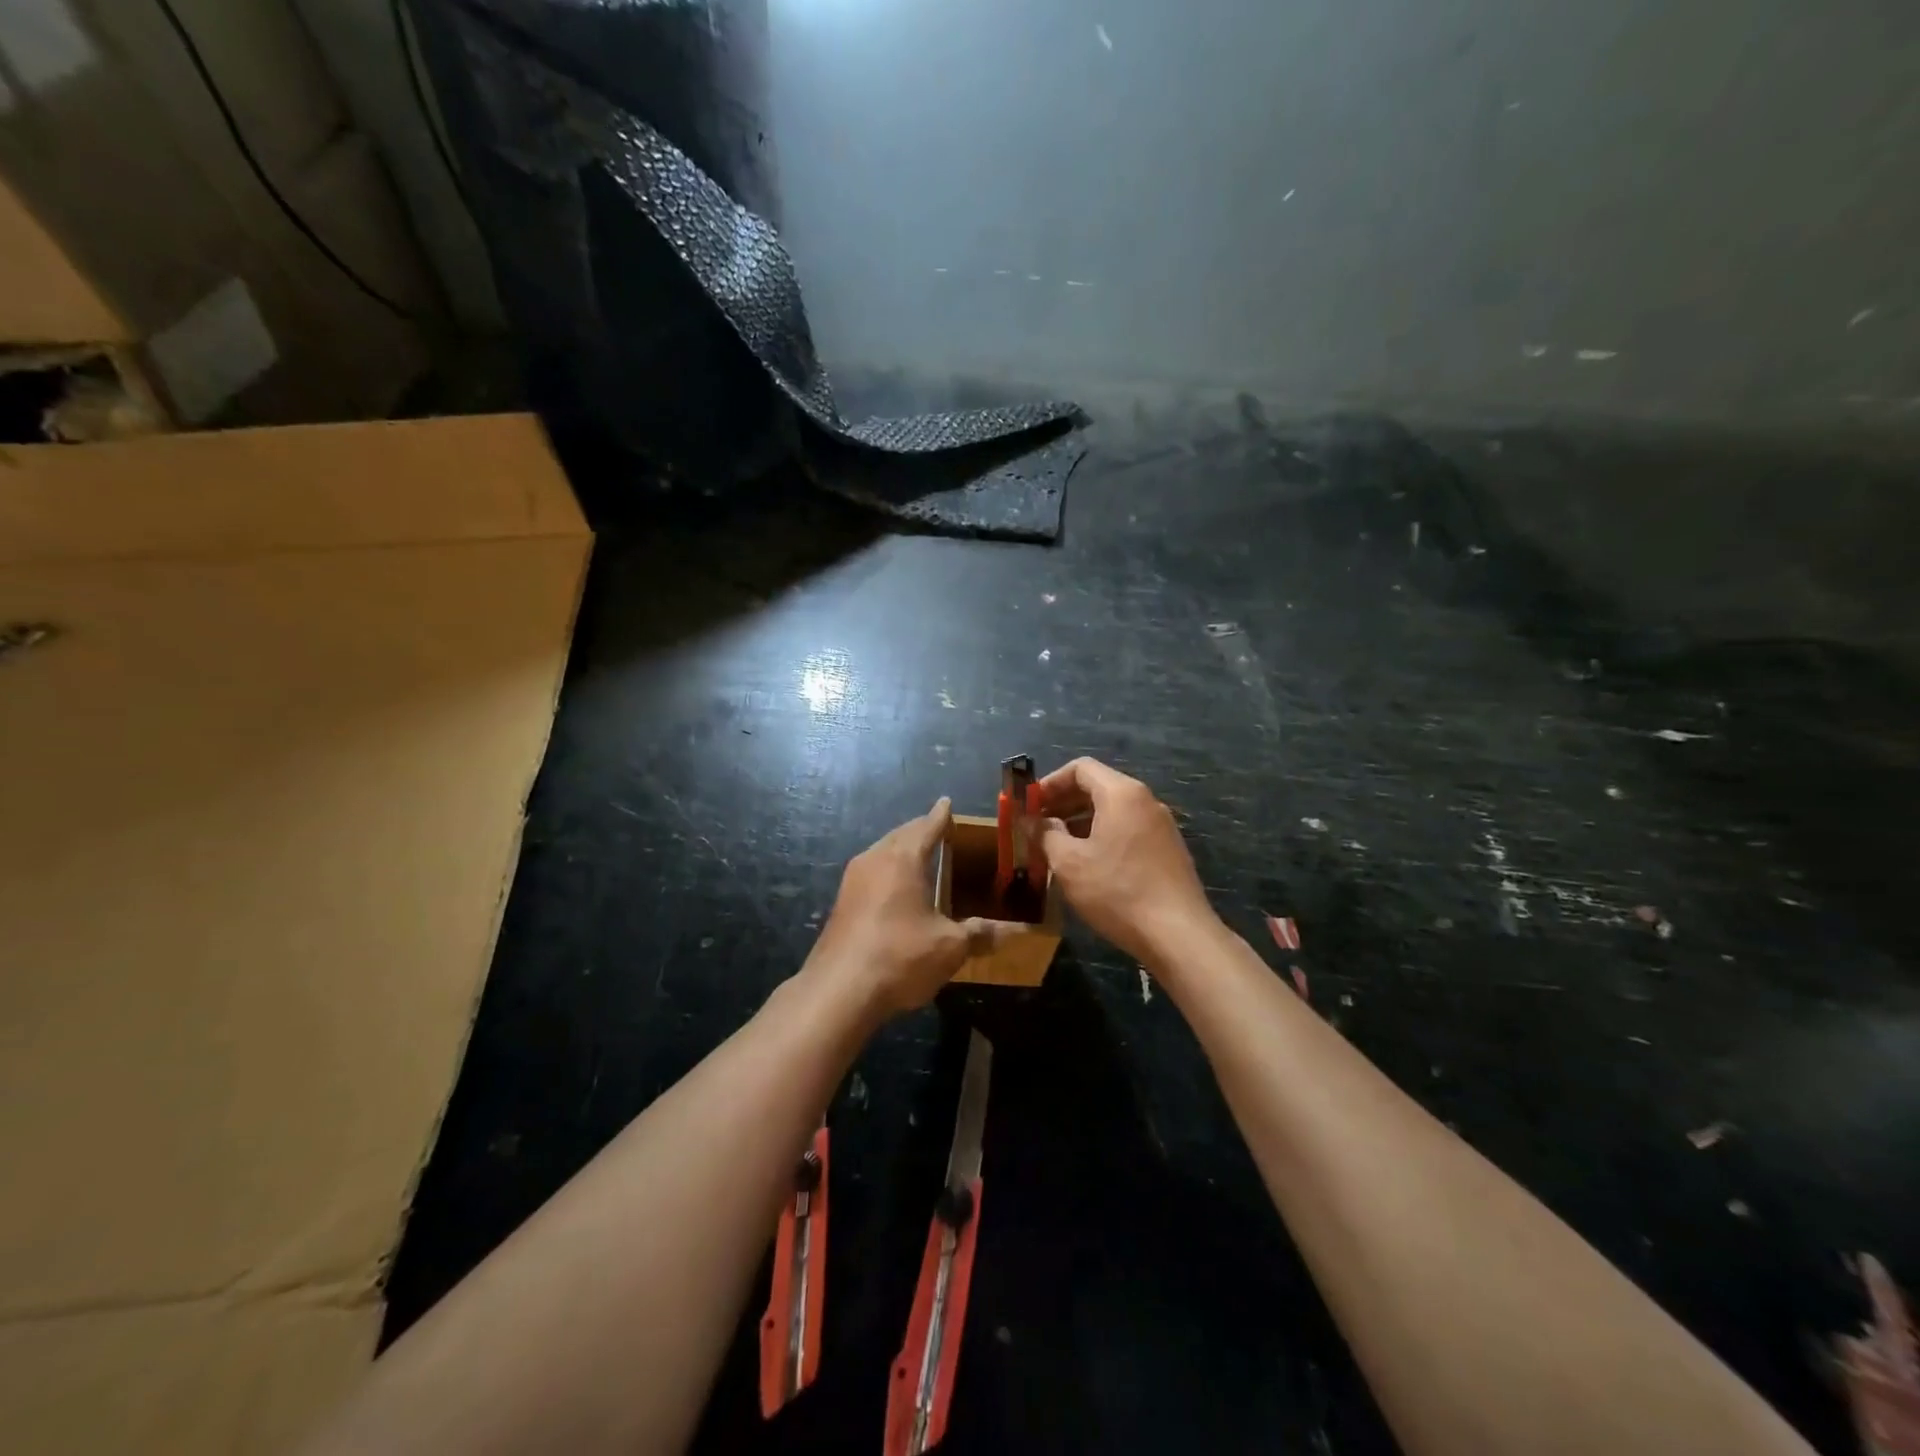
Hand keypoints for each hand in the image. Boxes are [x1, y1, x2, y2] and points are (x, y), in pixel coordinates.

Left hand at [808, 799, 1012, 1019]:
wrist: (838, 990)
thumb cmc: (900, 956)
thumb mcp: (950, 947)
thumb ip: (979, 934)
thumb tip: (1010, 933)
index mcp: (903, 859)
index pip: (926, 827)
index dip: (940, 816)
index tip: (947, 803)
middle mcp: (874, 860)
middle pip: (900, 835)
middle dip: (920, 830)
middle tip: (939, 829)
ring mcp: (852, 881)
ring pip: (882, 853)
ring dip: (901, 850)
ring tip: (920, 856)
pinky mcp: (841, 904)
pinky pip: (871, 873)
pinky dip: (888, 871)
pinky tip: (896, 889)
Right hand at [1039, 758, 1217, 964]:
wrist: (1178, 934)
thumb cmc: (1117, 891)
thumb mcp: (1069, 863)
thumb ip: (1046, 834)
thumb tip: (1034, 821)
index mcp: (1122, 793)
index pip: (1081, 768)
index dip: (1050, 783)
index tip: (1030, 805)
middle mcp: (1145, 801)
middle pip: (1098, 787)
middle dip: (1064, 802)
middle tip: (1038, 826)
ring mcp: (1161, 826)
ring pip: (1113, 811)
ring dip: (1081, 822)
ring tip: (1057, 847)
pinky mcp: (1168, 850)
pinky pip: (1128, 830)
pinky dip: (1103, 836)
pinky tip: (1088, 865)